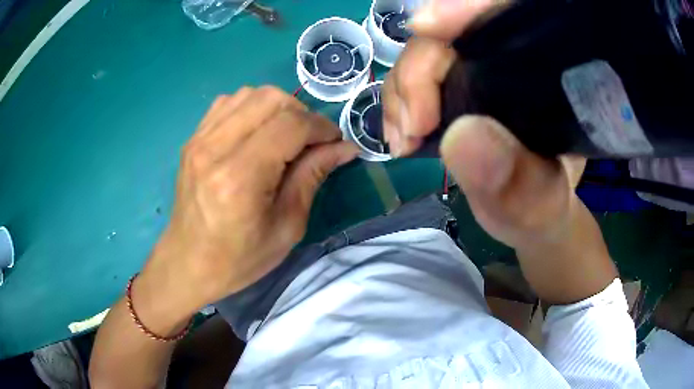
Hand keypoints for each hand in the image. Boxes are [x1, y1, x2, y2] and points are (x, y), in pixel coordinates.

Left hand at [137, 87, 358, 325]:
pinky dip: (251, 108)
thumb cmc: (239, 258)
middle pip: (270, 98)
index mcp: (240, 177)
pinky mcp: (192, 139)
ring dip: (277, 107)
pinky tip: (256, 132)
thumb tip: (344, 147)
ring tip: (284, 135)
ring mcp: (199, 140)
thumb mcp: (286, 227)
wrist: (188, 263)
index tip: (335, 141)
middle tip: (310, 140)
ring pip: (249, 93)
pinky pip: (227, 102)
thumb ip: (312, 177)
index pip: (290, 125)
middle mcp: (215, 148)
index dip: (321, 126)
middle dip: (301, 113)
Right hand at [384, 0, 585, 248]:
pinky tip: (403, 131)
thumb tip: (462, 136)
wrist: (531, 214)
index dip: (467, 8)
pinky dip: (402, 97)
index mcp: (550, 73)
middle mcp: (516, 59)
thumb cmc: (543, 208)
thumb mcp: (537, 205)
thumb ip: (516, 182)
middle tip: (411, 127)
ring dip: (404, 88)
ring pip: (430, 49)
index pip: (509, 13)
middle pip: (457, 30)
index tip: (427, 27)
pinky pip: (419, 72)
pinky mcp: (462, 81)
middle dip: (421, 66)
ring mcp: (485, 67)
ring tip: (404, 139)